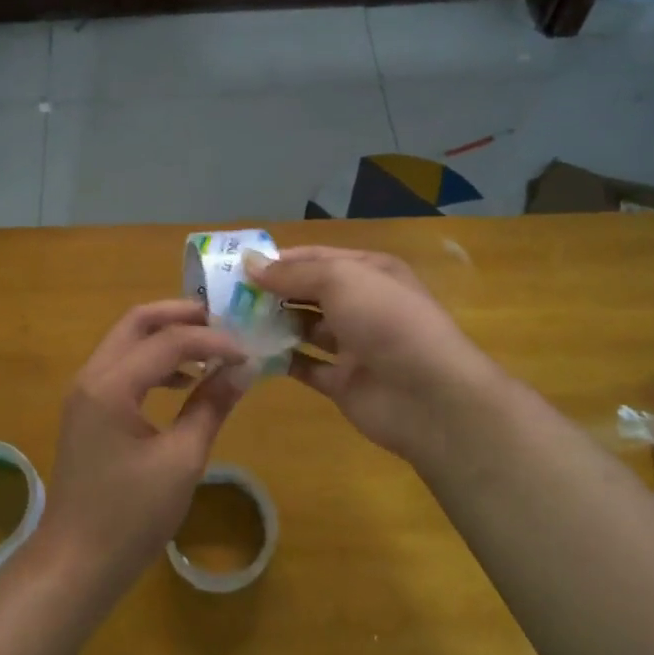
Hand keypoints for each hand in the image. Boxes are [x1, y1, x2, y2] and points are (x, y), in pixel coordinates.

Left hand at [36, 301, 250, 598]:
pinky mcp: (87, 409)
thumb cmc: (130, 517)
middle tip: (224, 322)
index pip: (167, 341)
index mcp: (111, 385)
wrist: (75, 564)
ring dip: (167, 337)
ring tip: (211, 349)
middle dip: (181, 316)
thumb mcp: (181, 461)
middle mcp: (91, 376)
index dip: (212, 340)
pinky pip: (122, 366)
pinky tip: (184, 382)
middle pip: (137, 323)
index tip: (248, 352)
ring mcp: (85, 392)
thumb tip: (243, 370)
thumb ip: (210, 406)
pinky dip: (153, 362)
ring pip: (127, 341)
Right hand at [250, 247, 513, 471]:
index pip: (316, 258)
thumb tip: (249, 264)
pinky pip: (305, 365)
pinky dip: (279, 360)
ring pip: (304, 328)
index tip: (237, 267)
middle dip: (271, 292)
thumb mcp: (340, 280)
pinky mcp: (342, 381)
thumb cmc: (386, 321)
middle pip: (308, 292)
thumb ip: (292, 274)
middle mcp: (361, 304)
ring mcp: (353, 345)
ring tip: (230, 322)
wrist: (429, 396)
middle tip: (225, 296)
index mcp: (368, 272)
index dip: (279, 260)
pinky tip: (248, 354)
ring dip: (272, 324)